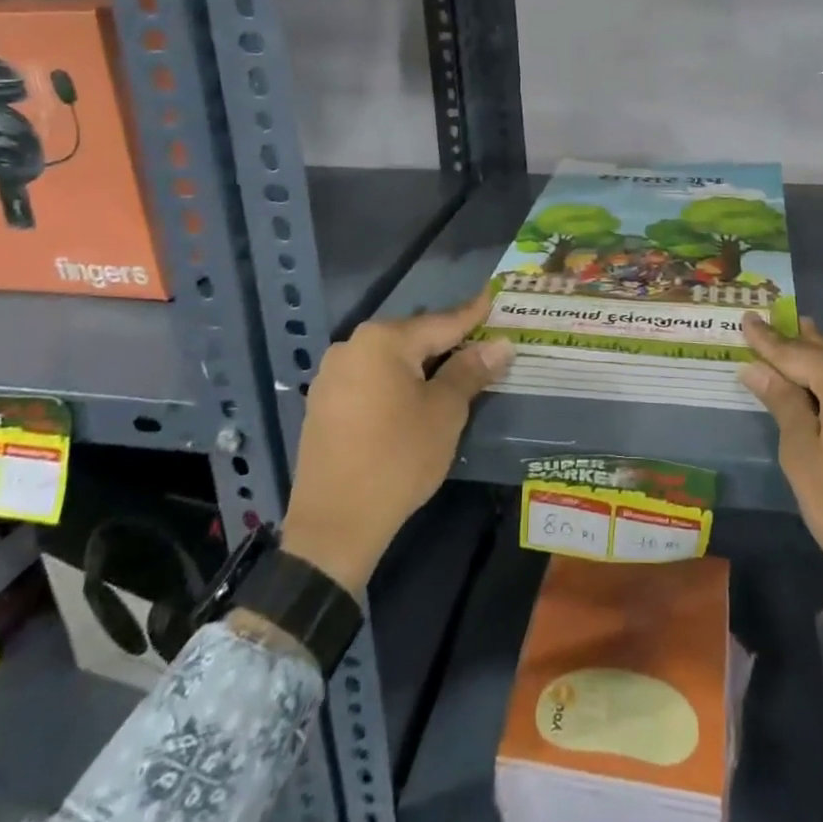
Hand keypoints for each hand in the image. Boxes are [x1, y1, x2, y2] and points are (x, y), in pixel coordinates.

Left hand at [280, 292, 512, 596]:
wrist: (334, 525)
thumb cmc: (399, 458)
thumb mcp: (445, 412)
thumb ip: (470, 371)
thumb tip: (500, 345)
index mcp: (383, 340)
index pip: (441, 322)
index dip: (472, 314)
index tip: (493, 296)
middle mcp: (352, 347)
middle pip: (413, 338)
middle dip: (447, 342)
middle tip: (481, 343)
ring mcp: (331, 376)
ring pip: (390, 360)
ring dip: (421, 365)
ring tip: (453, 372)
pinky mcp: (322, 404)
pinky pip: (370, 380)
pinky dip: (396, 384)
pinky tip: (413, 398)